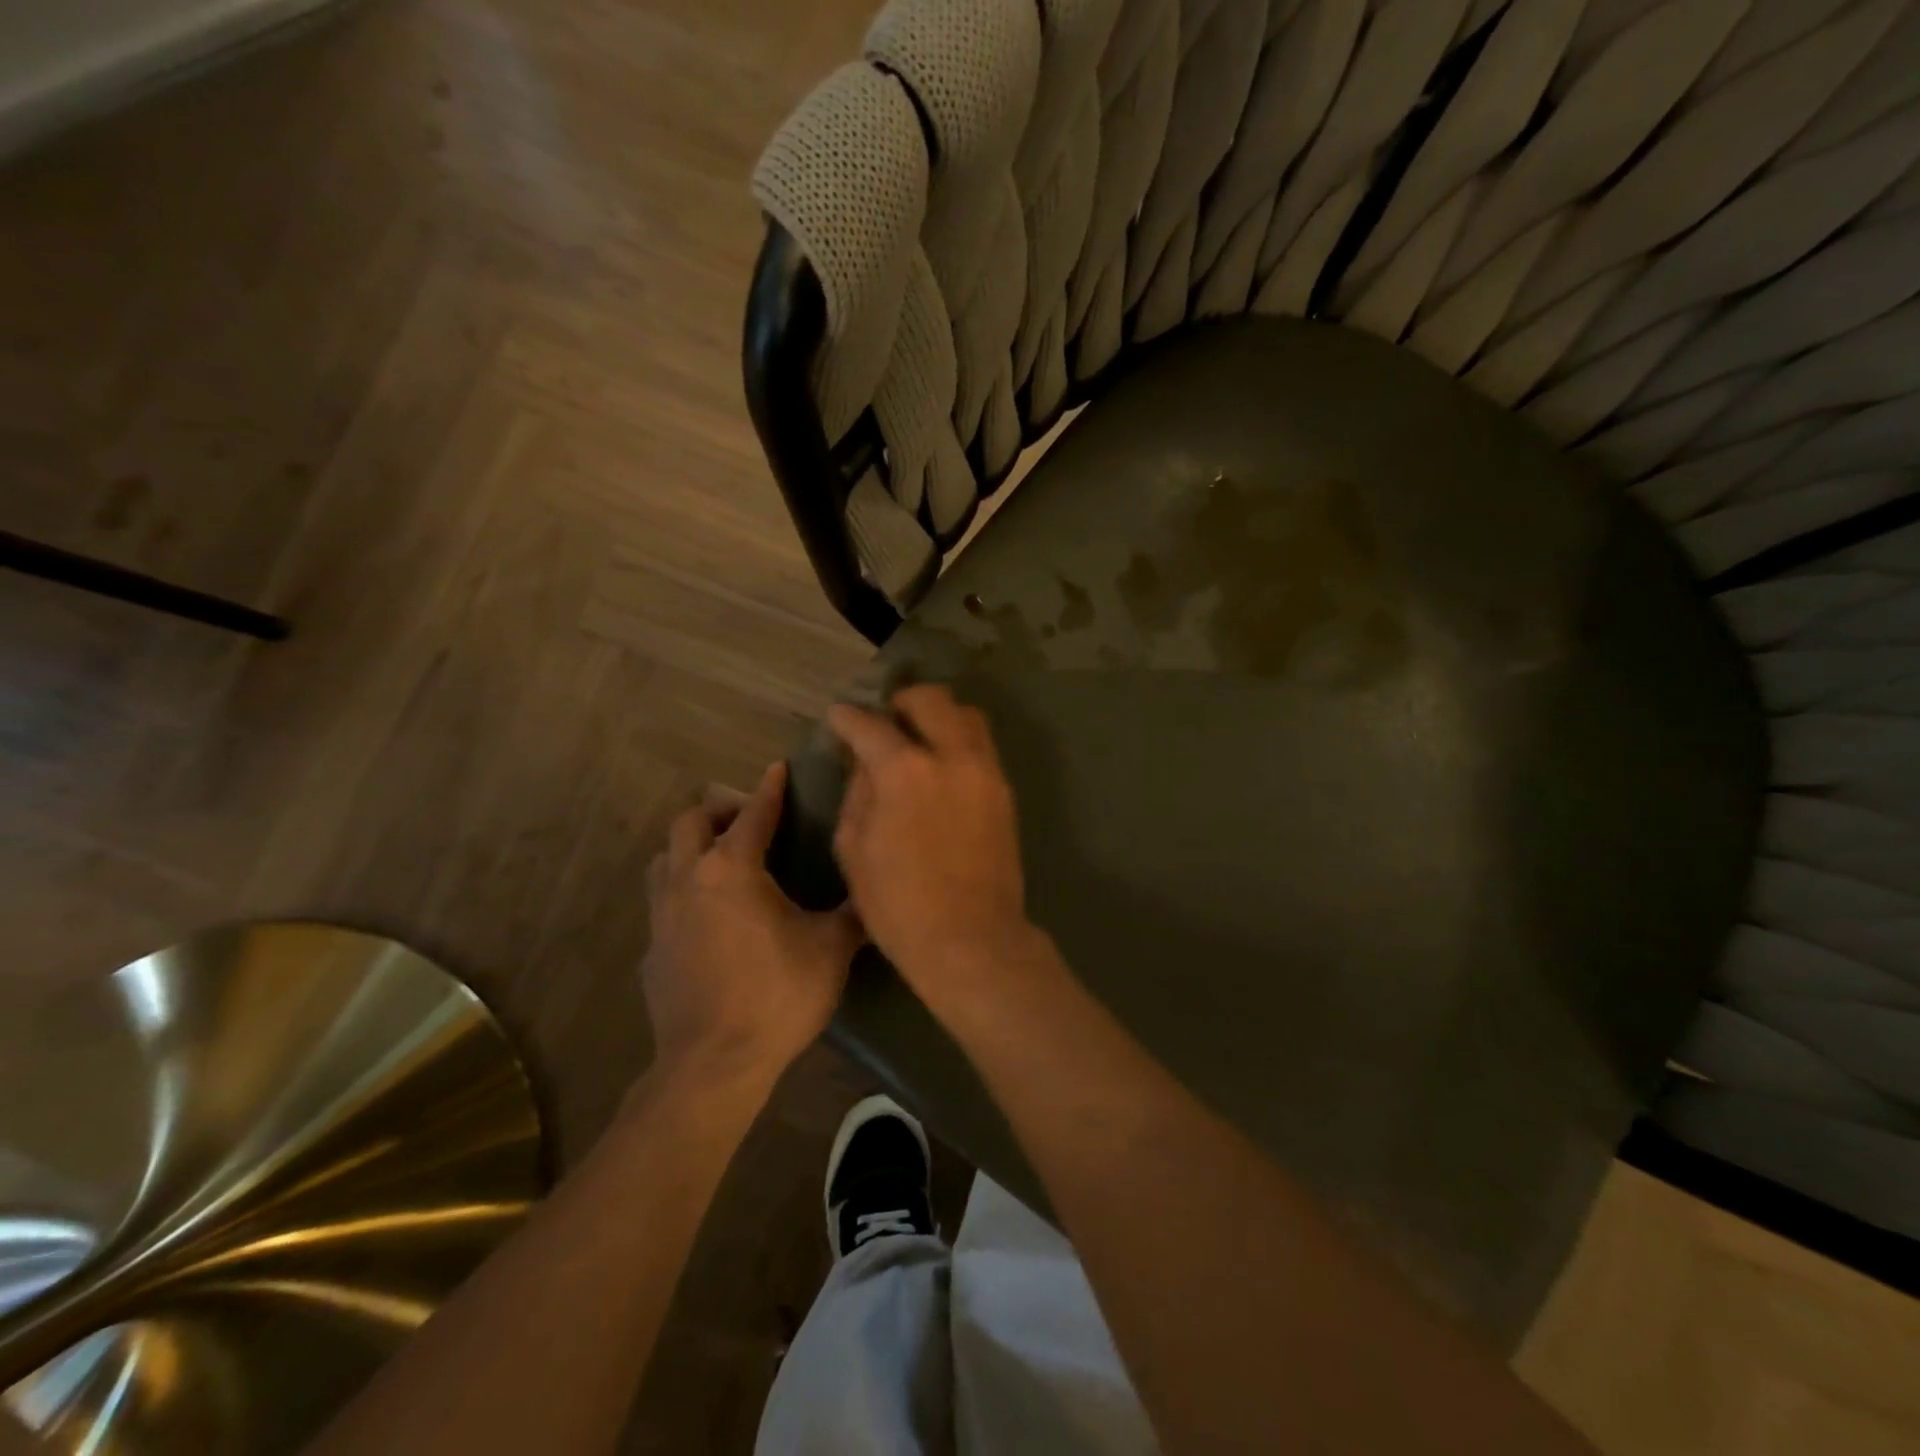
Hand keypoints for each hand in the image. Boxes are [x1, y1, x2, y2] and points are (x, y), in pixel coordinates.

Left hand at [642, 762, 861, 1087]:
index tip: (778, 768)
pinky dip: (684, 895)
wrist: (714, 1064)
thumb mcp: (831, 949)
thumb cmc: (778, 995)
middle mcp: (689, 880)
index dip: (770, 788)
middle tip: (750, 821)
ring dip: (691, 848)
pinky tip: (709, 921)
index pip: (754, 813)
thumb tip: (875, 891)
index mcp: (732, 869)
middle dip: (720, 810)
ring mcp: (661, 916)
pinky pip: (662, 905)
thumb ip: (852, 912)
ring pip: (664, 859)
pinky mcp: (651, 951)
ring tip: (722, 861)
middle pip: (690, 822)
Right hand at [827, 685, 1032, 999]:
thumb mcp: (853, 848)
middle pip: (930, 699)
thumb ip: (857, 792)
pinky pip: (981, 745)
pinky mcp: (1004, 791)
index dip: (847, 717)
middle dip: (901, 702)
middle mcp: (951, 756)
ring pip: (967, 714)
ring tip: (919, 739)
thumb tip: (865, 763)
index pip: (870, 724)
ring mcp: (985, 771)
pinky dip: (958, 741)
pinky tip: (942, 767)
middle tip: (886, 722)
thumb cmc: (898, 904)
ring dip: (938, 716)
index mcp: (904, 770)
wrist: (971, 939)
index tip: (839, 717)